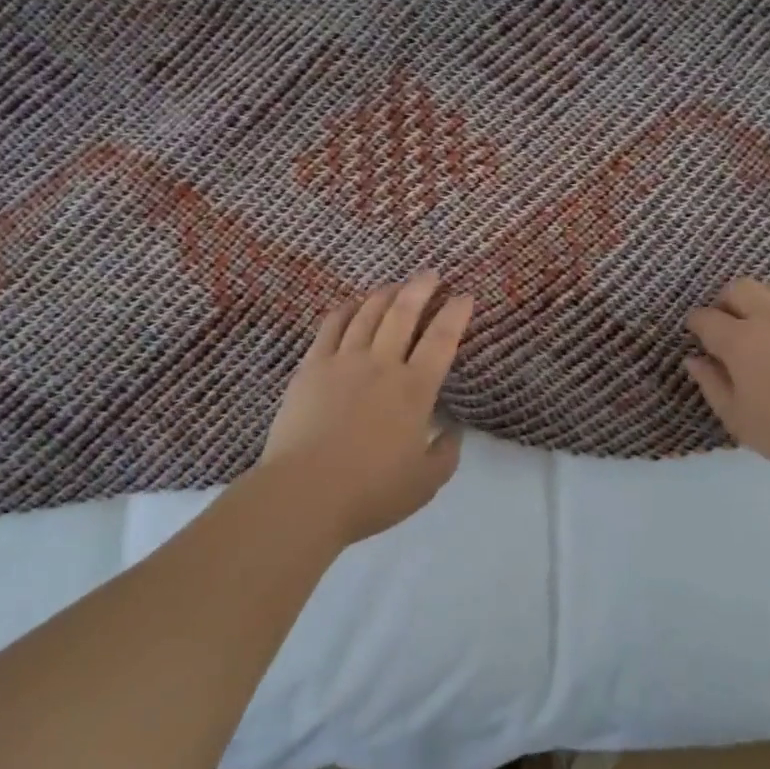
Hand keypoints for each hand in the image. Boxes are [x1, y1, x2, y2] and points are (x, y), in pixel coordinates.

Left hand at [259, 272, 474, 544]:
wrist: (304, 494)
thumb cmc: (370, 493)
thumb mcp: (425, 483)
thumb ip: (445, 454)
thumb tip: (452, 431)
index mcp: (415, 390)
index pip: (442, 340)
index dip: (456, 313)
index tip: (465, 295)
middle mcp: (382, 365)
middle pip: (403, 313)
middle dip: (421, 288)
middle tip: (431, 274)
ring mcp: (343, 362)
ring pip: (367, 314)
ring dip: (385, 294)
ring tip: (394, 286)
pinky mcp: (311, 368)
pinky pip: (331, 327)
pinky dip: (345, 310)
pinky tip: (352, 304)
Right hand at [685, 278, 769, 488]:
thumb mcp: (739, 419)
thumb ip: (712, 384)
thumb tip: (695, 359)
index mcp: (739, 341)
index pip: (705, 317)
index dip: (696, 324)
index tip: (697, 335)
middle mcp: (769, 316)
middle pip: (738, 288)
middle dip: (726, 302)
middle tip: (729, 326)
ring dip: (759, 302)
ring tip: (764, 329)